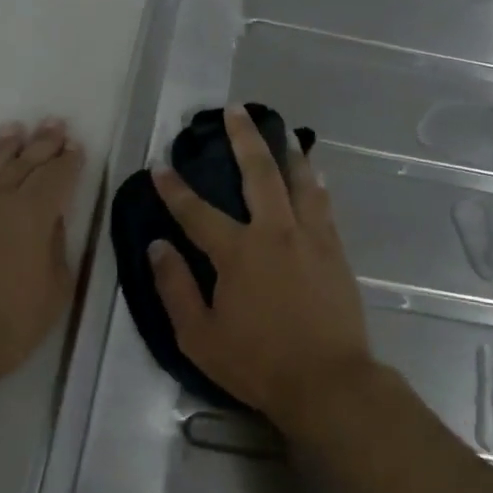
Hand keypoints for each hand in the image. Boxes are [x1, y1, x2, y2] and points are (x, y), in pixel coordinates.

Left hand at [0, 118, 86, 384]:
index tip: (76, 146)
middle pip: (26, 164)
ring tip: (15, 128)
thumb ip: (56, 248)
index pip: (57, 177)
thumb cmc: (9, 322)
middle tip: (54, 123)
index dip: (69, 161)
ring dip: (5, 147)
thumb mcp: (54, 289)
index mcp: (34, 214)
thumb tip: (51, 223)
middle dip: (43, 144)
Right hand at [149, 105, 370, 430]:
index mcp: (237, 252)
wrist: (328, 381)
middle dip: (244, 139)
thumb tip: (157, 246)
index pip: (196, 211)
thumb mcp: (199, 336)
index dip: (175, 187)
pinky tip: (315, 174)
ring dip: (287, 152)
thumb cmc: (258, 363)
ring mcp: (310, 237)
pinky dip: (315, 183)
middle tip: (236, 111)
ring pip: (299, 181)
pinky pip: (324, 204)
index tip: (161, 164)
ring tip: (283, 130)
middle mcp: (275, 232)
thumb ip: (175, 288)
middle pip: (258, 174)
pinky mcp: (335, 250)